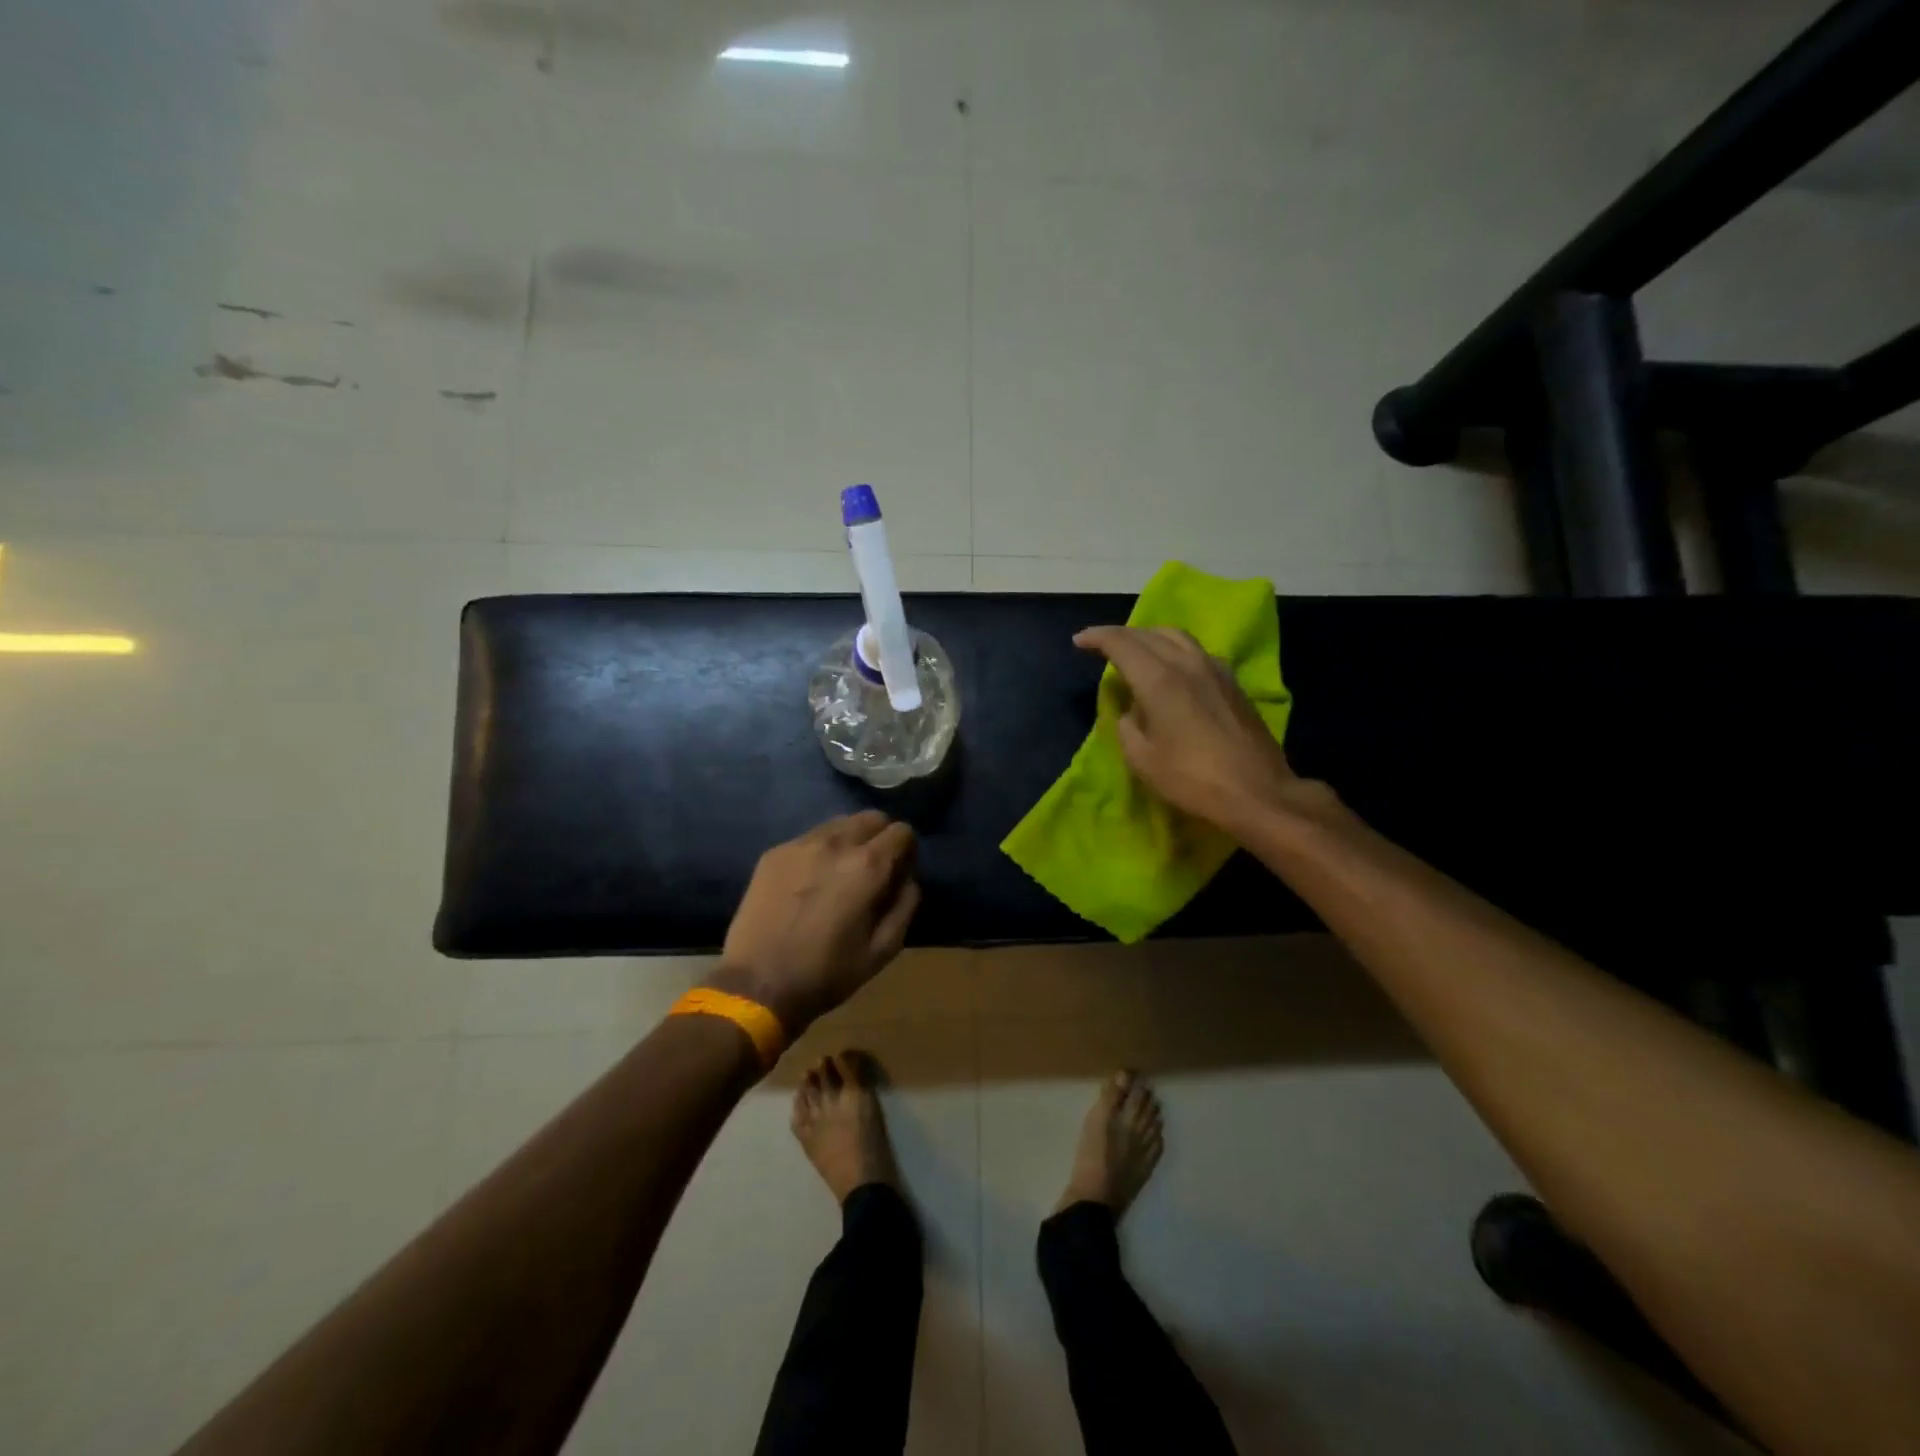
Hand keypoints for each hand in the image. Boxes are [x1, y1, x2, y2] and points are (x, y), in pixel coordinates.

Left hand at [711, 811, 920, 1033]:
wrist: (757, 985)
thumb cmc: (827, 973)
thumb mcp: (883, 950)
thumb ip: (904, 906)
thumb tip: (907, 880)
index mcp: (868, 866)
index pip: (902, 832)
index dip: (907, 851)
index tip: (900, 872)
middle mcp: (836, 843)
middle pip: (871, 818)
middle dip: (880, 838)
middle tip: (873, 870)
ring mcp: (801, 844)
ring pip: (839, 823)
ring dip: (850, 840)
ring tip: (840, 873)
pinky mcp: (775, 853)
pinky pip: (809, 838)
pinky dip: (820, 851)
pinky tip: (810, 881)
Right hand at [1074, 625, 1302, 835]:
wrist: (1256, 791)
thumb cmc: (1192, 779)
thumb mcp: (1142, 758)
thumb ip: (1128, 726)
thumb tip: (1132, 710)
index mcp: (1159, 680)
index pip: (1122, 643)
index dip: (1097, 638)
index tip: (1079, 641)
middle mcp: (1187, 663)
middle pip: (1149, 634)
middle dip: (1121, 635)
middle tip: (1101, 645)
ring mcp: (1215, 669)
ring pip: (1176, 637)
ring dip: (1149, 637)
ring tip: (1135, 649)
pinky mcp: (1232, 682)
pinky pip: (1196, 651)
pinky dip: (1174, 649)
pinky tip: (1171, 667)